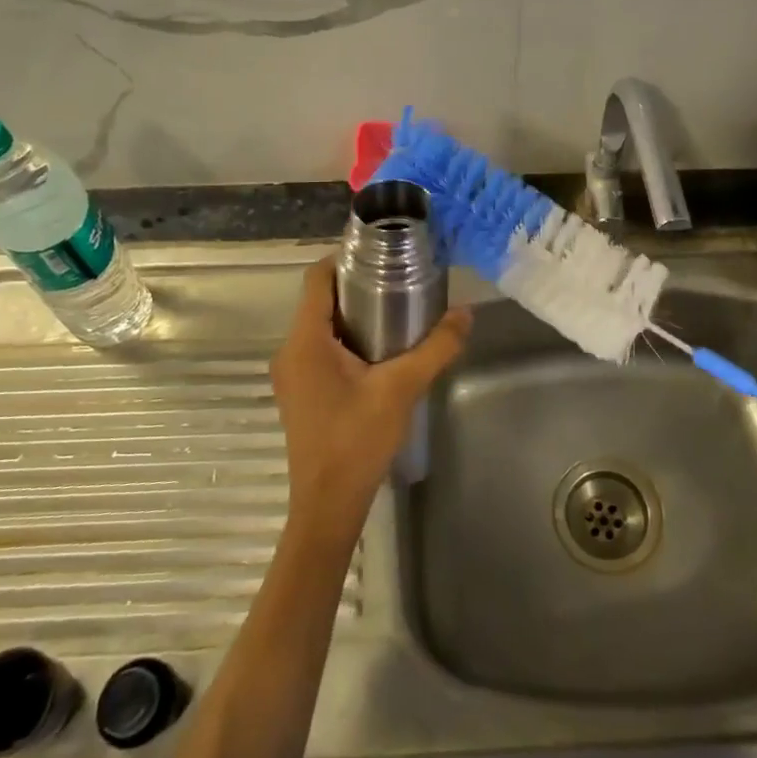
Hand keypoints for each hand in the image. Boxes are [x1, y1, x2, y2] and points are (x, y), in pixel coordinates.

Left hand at [270, 259, 471, 542]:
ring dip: (355, 314)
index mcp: (305, 341)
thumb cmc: (357, 441)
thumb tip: (465, 313)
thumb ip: (436, 348)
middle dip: (358, 285)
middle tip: (400, 279)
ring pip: (322, 326)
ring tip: (398, 310)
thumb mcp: (402, 389)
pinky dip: (348, 339)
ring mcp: (292, 374)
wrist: (327, 506)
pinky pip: (321, 349)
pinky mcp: (301, 392)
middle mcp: (291, 351)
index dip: (345, 258)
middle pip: (320, 300)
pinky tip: (381, 351)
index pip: (316, 278)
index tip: (382, 252)